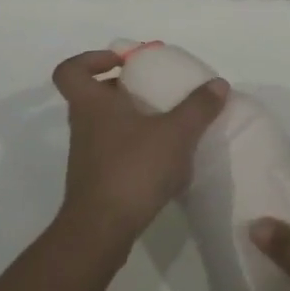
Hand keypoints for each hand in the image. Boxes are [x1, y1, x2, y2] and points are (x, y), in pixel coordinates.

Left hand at [51, 50, 227, 254]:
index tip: (122, 63)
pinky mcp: (96, 180)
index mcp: (92, 104)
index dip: (91, 59)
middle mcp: (84, 125)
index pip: (71, 70)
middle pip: (93, 95)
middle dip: (123, 89)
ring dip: (131, 118)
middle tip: (154, 90)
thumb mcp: (175, 133)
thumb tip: (218, 83)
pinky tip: (163, 157)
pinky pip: (114, 150)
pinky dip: (135, 147)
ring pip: (105, 124)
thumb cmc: (133, 169)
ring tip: (167, 123)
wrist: (102, 230)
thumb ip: (198, 107)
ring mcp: (87, 155)